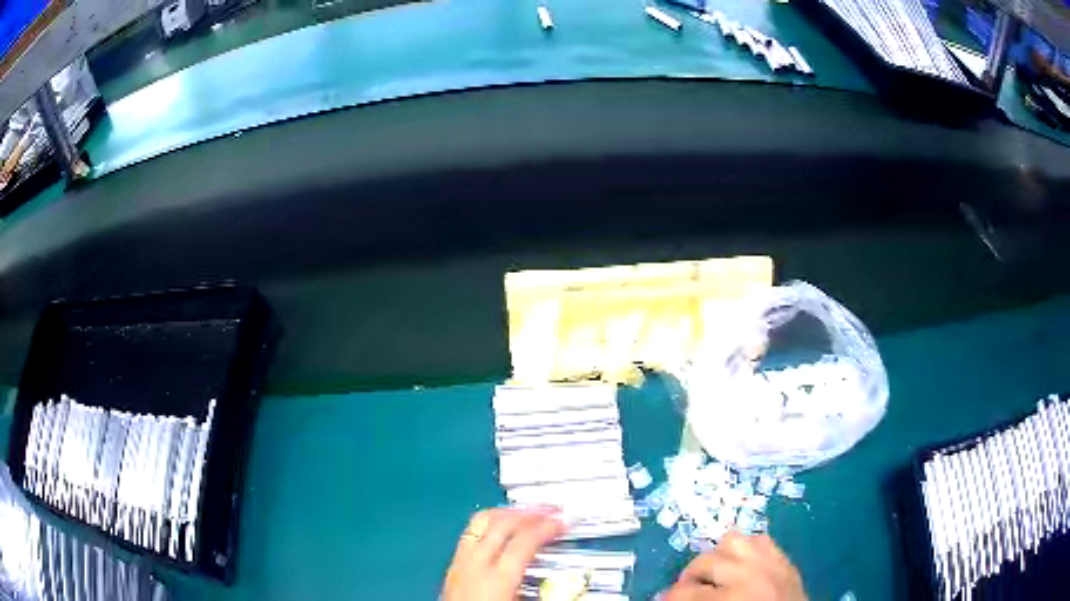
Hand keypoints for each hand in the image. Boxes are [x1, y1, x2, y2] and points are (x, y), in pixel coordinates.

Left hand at [442, 507, 565, 600]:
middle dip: (528, 512)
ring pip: (480, 523)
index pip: (524, 540)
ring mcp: (459, 563)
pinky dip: (489, 524)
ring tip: (526, 513)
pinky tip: (499, 531)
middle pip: (500, 524)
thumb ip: (548, 595)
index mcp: (496, 579)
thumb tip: (572, 584)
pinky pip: (470, 534)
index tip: (564, 520)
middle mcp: (474, 564)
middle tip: (550, 509)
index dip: (547, 527)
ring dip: (506, 513)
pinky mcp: (451, 567)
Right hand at [663, 531, 806, 600]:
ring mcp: (770, 562)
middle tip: (690, 592)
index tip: (667, 600)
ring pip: (732, 539)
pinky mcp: (784, 559)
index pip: (684, 591)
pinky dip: (747, 550)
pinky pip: (760, 540)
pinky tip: (742, 566)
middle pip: (704, 561)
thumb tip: (669, 597)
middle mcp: (748, 574)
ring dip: (719, 556)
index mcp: (730, 599)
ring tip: (716, 574)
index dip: (670, 597)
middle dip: (690, 577)